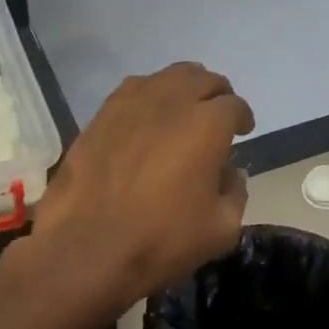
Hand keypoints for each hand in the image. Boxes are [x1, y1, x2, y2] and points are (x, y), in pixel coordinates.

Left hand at [33, 64, 253, 303]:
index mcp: (207, 125)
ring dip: (181, 89)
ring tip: (182, 111)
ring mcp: (129, 105)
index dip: (243, 117)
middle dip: (215, 93)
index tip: (243, 131)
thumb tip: (230, 174)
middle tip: (216, 115)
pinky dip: (148, 98)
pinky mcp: (99, 117)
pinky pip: (132, 92)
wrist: (86, 250)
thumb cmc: (161, 241)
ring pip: (164, 78)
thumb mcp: (220, 230)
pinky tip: (146, 120)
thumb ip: (235, 194)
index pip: (234, 106)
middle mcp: (170, 102)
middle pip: (201, 79)